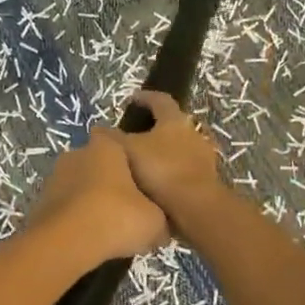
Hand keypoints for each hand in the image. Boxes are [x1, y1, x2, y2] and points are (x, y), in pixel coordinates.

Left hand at [29, 128, 168, 262]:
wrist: (66, 242)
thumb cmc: (117, 217)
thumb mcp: (154, 221)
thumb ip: (159, 218)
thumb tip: (161, 230)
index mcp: (106, 147)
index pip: (116, 139)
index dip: (128, 157)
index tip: (139, 178)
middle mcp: (76, 154)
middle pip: (96, 164)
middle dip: (109, 182)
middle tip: (126, 208)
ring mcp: (54, 177)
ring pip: (78, 186)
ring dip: (89, 201)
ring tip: (107, 228)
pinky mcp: (40, 203)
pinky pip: (65, 207)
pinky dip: (74, 219)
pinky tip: (87, 239)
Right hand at [114, 91, 224, 229]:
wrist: (196, 207)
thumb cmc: (161, 170)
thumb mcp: (128, 150)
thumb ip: (112, 138)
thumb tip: (97, 128)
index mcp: (174, 120)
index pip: (160, 100)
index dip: (145, 98)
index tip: (132, 99)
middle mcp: (193, 133)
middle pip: (173, 124)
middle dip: (155, 127)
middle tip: (135, 134)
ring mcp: (203, 157)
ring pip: (180, 148)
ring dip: (164, 151)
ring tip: (144, 162)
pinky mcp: (207, 180)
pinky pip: (184, 169)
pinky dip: (171, 171)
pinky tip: (157, 184)